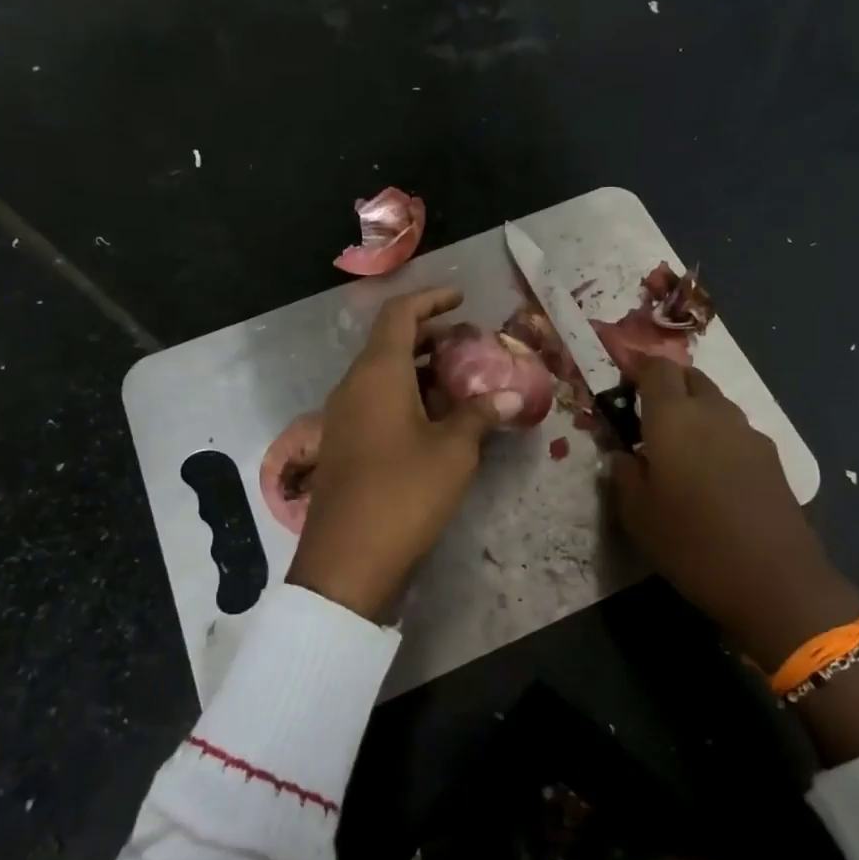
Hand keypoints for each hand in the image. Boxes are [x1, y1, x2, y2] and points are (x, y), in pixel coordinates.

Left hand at [288, 288, 522, 619]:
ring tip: (463, 382)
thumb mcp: (453, 451)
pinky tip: (438, 420)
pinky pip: (377, 401)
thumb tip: (513, 395)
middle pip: (390, 342)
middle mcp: (353, 385)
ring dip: (421, 370)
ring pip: (384, 374)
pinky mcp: (345, 444)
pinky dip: (408, 396)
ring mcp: (344, 416)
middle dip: (431, 337)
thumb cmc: (403, 493)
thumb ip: (481, 415)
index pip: (400, 314)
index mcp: (377, 373)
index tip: (462, 299)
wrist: (346, 560)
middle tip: (470, 344)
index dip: (431, 300)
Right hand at [609, 358, 858, 668]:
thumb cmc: (691, 541)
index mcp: (673, 416)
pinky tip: (712, 475)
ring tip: (679, 451)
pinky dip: (718, 437)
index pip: (656, 367)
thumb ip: (623, 473)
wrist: (775, 579)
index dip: (637, 370)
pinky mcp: (771, 457)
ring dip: (694, 412)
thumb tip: (622, 454)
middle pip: (690, 377)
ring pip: (715, 403)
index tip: (622, 391)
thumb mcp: (636, 513)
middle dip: (667, 388)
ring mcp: (747, 432)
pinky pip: (735, 431)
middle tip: (647, 420)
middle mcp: (713, 411)